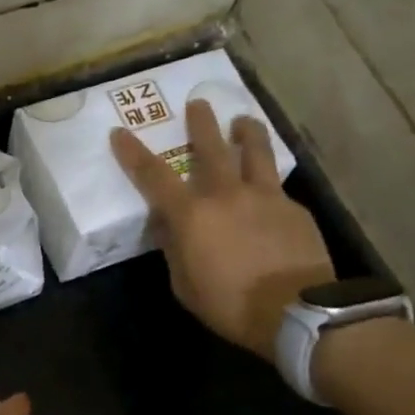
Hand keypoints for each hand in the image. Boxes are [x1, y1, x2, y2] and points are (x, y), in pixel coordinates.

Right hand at [111, 99, 332, 360]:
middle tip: (198, 103)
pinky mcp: (294, 208)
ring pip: (255, 152)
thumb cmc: (229, 304)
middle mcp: (227, 194)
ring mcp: (265, 197)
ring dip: (246, 132)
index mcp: (192, 215)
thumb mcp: (185, 285)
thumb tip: (168, 226)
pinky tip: (267, 190)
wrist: (295, 312)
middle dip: (201, 122)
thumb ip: (174, 250)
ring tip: (242, 120)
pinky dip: (266, 179)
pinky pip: (276, 185)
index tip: (119, 133)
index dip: (133, 154)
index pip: (154, 176)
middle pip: (212, 147)